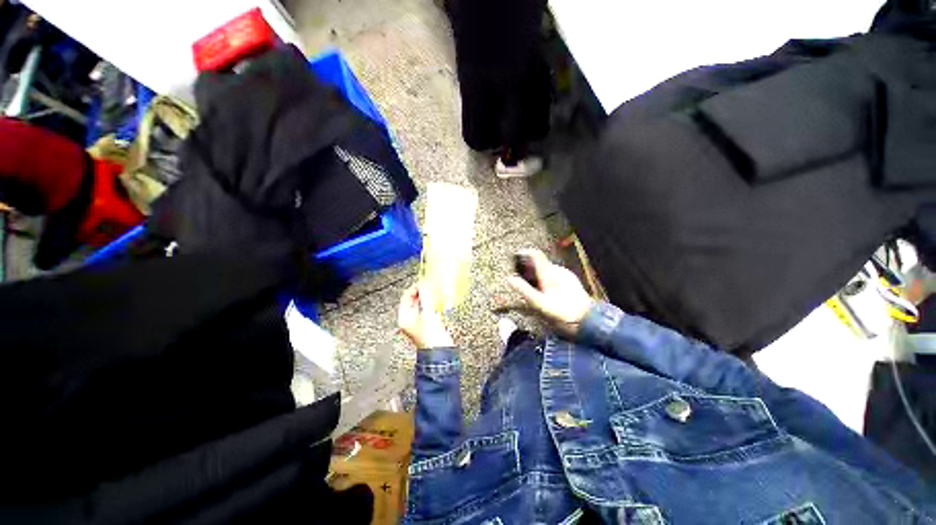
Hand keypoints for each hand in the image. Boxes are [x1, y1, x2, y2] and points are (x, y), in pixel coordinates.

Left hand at [398, 282, 454, 348]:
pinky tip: (437, 298)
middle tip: (429, 284)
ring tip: (433, 289)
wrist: (439, 350)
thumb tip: (425, 286)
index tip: (423, 282)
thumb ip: (426, 299)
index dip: (414, 288)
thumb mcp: (427, 314)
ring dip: (427, 295)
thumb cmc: (430, 336)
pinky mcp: (426, 322)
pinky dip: (431, 301)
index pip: (406, 297)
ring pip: (421, 303)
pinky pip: (427, 307)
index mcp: (404, 317)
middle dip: (421, 291)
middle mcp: (409, 318)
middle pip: (413, 299)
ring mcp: (417, 320)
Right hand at [507, 249, 594, 336]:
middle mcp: (558, 270)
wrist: (587, 319)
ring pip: (547, 270)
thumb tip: (510, 279)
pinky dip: (547, 280)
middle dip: (529, 269)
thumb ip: (524, 289)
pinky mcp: (570, 280)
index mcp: (549, 273)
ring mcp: (565, 275)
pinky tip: (546, 291)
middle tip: (522, 280)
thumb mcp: (539, 302)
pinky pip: (554, 275)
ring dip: (538, 275)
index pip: (535, 254)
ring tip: (535, 289)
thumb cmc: (563, 312)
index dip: (523, 253)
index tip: (515, 257)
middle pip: (540, 263)